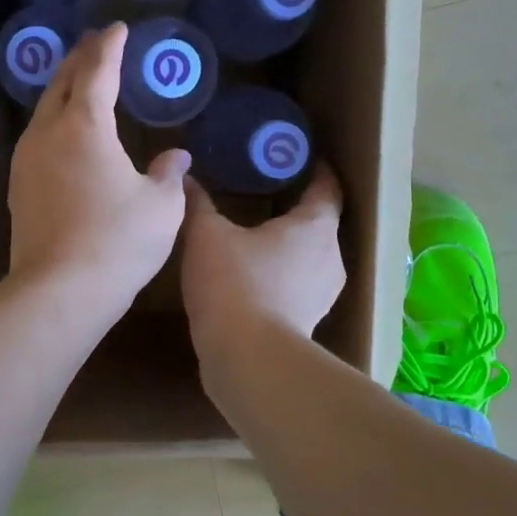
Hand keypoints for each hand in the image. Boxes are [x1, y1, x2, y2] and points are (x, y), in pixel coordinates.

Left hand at [7, 23, 189, 320]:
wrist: (60, 291)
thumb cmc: (118, 241)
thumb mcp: (161, 206)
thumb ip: (168, 173)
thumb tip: (175, 155)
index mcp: (85, 126)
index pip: (97, 71)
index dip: (110, 47)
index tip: (119, 29)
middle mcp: (48, 134)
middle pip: (61, 83)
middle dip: (80, 59)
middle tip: (96, 44)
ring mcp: (26, 161)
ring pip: (43, 111)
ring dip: (62, 91)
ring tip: (79, 83)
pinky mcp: (18, 188)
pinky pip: (37, 139)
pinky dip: (54, 123)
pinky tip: (64, 136)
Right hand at [180, 163, 345, 362]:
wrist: (247, 359)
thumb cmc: (233, 283)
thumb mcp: (206, 235)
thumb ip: (198, 203)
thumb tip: (185, 177)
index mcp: (315, 226)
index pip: (327, 187)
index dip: (317, 170)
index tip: (300, 157)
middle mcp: (331, 257)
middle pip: (321, 224)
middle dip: (297, 208)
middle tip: (266, 193)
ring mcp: (324, 294)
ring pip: (311, 257)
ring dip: (290, 246)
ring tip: (257, 236)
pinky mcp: (309, 322)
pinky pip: (299, 286)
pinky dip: (282, 275)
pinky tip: (254, 277)